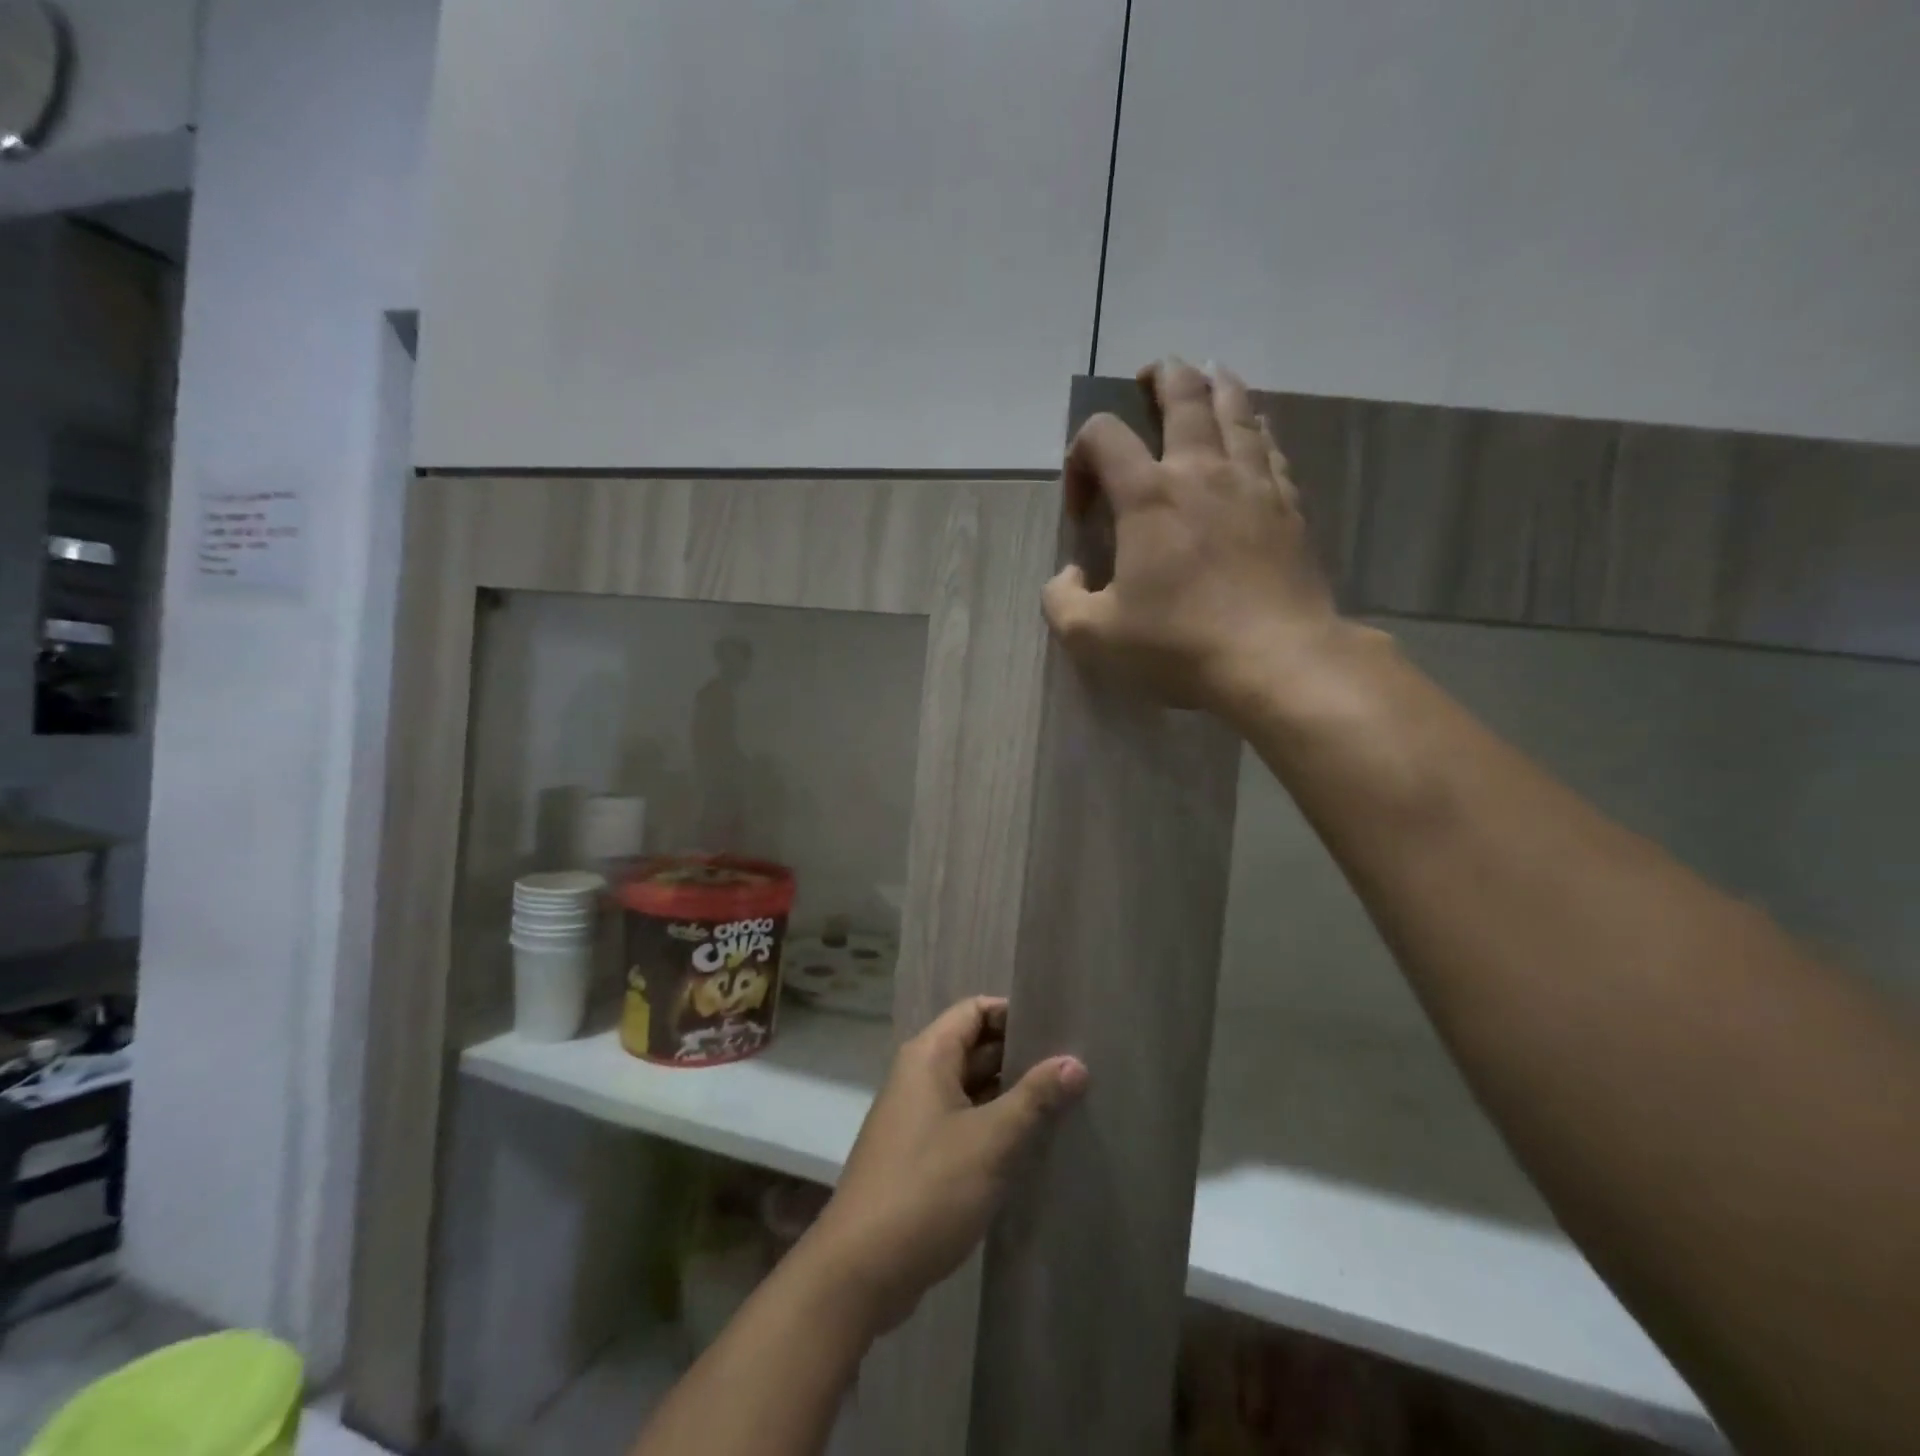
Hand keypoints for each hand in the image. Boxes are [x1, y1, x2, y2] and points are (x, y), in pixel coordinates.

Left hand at [804, 997, 1086, 1336]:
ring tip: (1067, 1102)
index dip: (1015, 1013)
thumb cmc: (927, 1189)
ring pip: (973, 1089)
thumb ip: (1035, 1098)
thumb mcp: (991, 1141)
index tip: (1059, 1028)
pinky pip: (965, 1123)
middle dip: (1021, 1056)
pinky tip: (1034, 1144)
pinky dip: (995, 1126)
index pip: (975, 1010)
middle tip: (1075, 1067)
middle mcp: (920, 1077)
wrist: (860, 1271)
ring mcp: (918, 1118)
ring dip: (1012, 1095)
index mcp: (928, 1057)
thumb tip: (1076, 1062)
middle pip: (976, 1048)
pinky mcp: (921, 1155)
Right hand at [1042, 357, 1343, 719]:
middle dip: (1161, 378)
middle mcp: (1201, 472)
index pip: (1102, 435)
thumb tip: (1070, 575)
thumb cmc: (1178, 644)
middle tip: (1150, 376)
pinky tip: (1253, 433)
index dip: (1080, 457)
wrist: (1276, 659)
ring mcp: (1252, 483)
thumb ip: (1062, 601)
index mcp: (1148, 496)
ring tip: (1206, 378)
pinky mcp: (1288, 505)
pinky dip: (1254, 429)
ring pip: (1236, 409)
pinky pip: (1269, 448)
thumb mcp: (1093, 636)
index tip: (1083, 509)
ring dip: (1215, 386)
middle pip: (1184, 395)